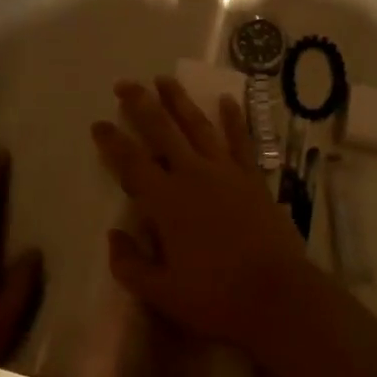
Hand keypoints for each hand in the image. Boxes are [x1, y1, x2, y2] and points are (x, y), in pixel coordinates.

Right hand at [91, 77, 314, 348]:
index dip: (112, 141)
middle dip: (141, 104)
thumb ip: (130, 264)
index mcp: (166, 201)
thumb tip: (113, 236)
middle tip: (126, 84)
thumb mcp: (162, 293)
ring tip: (165, 79)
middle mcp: (193, 175)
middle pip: (162, 130)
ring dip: (179, 101)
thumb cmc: (216, 297)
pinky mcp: (253, 177)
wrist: (278, 296)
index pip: (131, 162)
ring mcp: (226, 172)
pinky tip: (227, 100)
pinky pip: (241, 140)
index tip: (98, 123)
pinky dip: (234, 118)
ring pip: (198, 126)